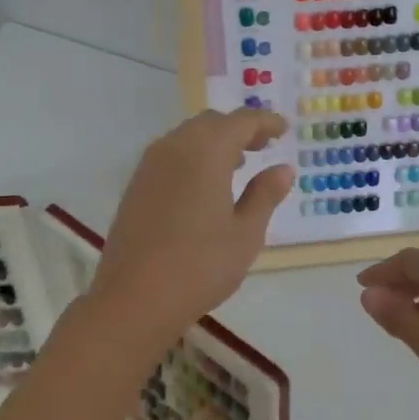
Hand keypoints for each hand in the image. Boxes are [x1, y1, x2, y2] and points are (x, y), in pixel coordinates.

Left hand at [90, 109, 292, 342]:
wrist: (135, 298)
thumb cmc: (201, 265)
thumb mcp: (245, 233)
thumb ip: (265, 194)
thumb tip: (283, 169)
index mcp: (206, 151)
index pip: (241, 122)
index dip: (265, 122)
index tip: (284, 129)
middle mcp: (175, 147)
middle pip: (211, 123)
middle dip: (239, 129)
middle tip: (263, 145)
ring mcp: (149, 166)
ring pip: (187, 137)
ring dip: (214, 141)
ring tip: (237, 164)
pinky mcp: (136, 186)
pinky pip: (170, 155)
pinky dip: (193, 156)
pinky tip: (204, 184)